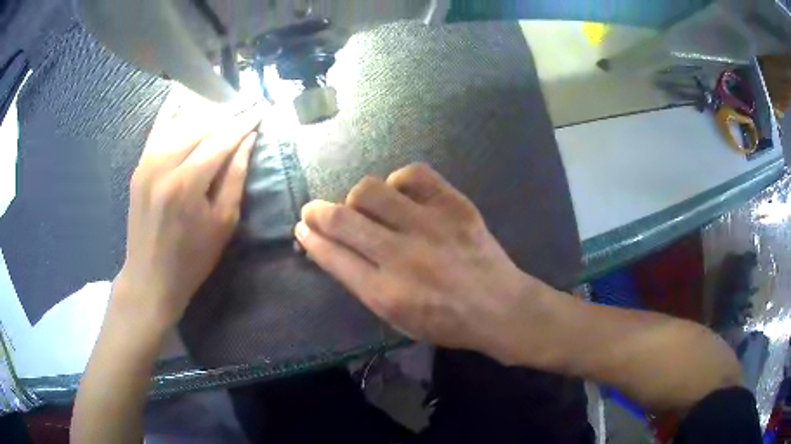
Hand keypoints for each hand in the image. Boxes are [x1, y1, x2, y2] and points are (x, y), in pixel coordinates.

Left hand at [114, 107, 259, 327]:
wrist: (149, 276)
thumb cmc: (192, 258)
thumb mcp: (223, 224)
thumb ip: (234, 178)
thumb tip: (247, 141)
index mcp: (186, 184)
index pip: (220, 140)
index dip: (243, 123)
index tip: (260, 109)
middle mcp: (163, 165)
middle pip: (200, 126)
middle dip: (226, 114)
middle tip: (246, 106)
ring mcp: (146, 163)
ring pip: (180, 124)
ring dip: (205, 115)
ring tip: (225, 110)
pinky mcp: (138, 166)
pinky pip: (160, 131)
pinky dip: (178, 118)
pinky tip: (190, 108)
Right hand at [296, 163, 543, 359]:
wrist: (499, 307)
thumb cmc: (446, 322)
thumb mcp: (396, 318)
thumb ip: (362, 283)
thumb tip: (333, 249)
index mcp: (385, 293)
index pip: (332, 255)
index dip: (311, 238)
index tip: (302, 227)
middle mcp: (402, 256)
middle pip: (343, 220)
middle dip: (317, 211)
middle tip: (313, 210)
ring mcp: (430, 225)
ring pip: (371, 190)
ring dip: (357, 197)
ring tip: (364, 206)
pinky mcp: (454, 205)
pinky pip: (413, 174)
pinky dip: (398, 181)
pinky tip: (401, 194)